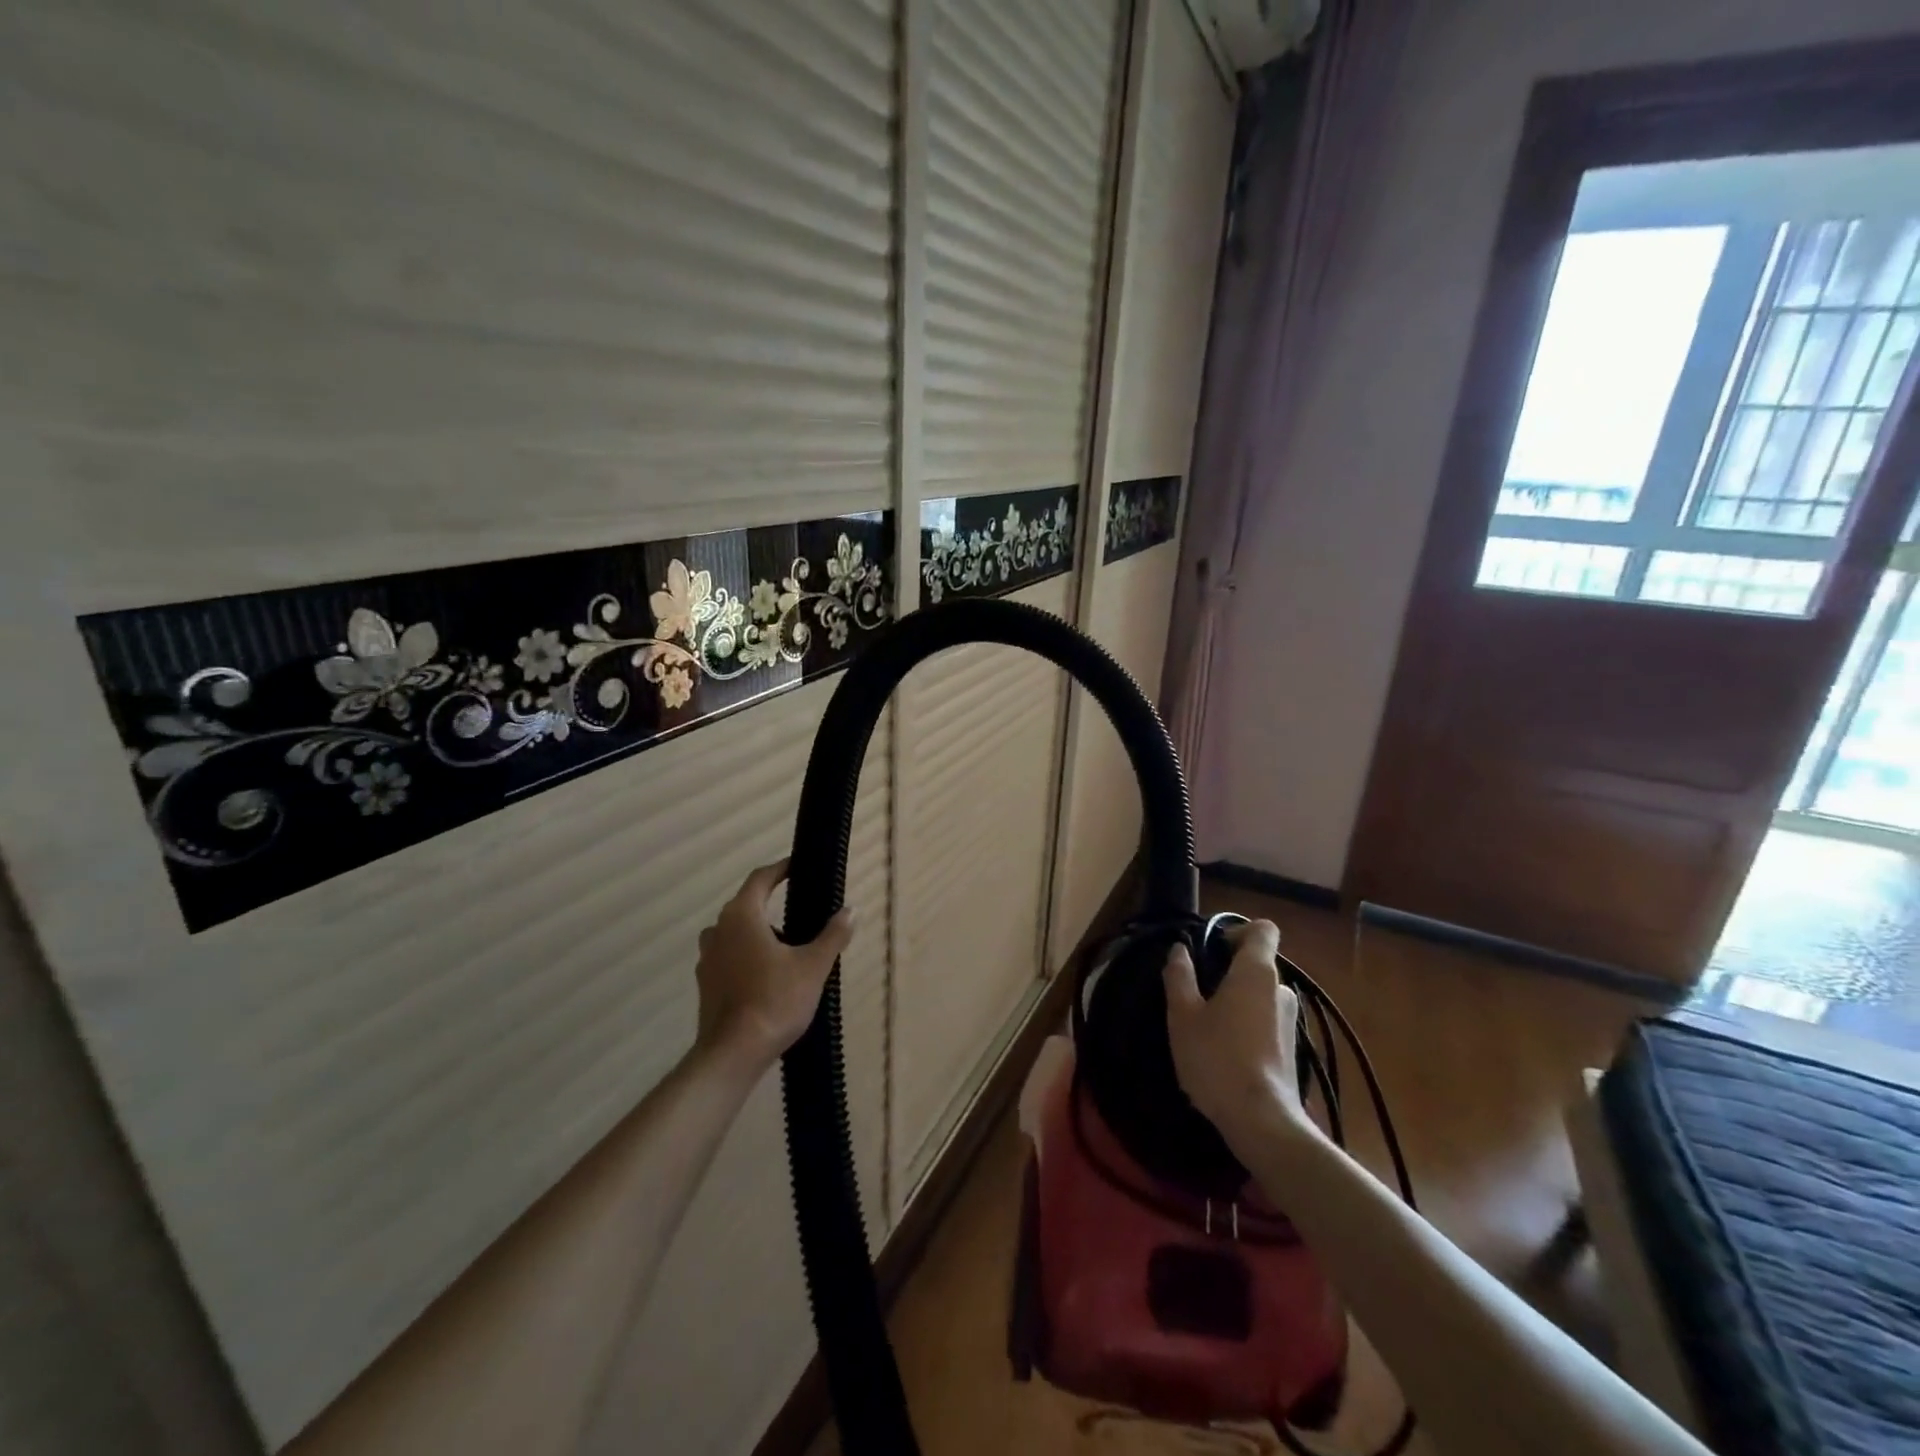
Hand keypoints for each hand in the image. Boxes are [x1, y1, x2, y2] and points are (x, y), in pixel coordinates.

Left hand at [694, 860, 853, 1075]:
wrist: (733, 1053)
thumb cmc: (775, 1000)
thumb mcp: (814, 966)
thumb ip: (833, 935)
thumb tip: (851, 910)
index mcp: (741, 916)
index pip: (760, 879)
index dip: (780, 869)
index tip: (797, 867)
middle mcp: (718, 930)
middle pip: (745, 905)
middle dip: (771, 902)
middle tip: (800, 908)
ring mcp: (708, 959)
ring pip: (735, 932)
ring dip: (758, 931)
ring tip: (787, 944)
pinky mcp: (706, 984)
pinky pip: (728, 956)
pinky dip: (747, 955)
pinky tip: (768, 974)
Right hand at [1162, 920, 1312, 1157]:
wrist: (1261, 1121)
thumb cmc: (1216, 1058)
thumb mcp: (1183, 1015)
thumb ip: (1179, 976)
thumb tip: (1180, 950)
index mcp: (1256, 972)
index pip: (1263, 929)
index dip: (1238, 929)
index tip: (1212, 947)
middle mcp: (1280, 990)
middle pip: (1259, 963)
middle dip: (1230, 969)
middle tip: (1199, 990)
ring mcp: (1290, 1021)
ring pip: (1262, 995)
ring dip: (1239, 999)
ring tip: (1208, 1023)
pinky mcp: (1292, 1050)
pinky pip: (1267, 1021)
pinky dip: (1248, 1024)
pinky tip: (1225, 1050)